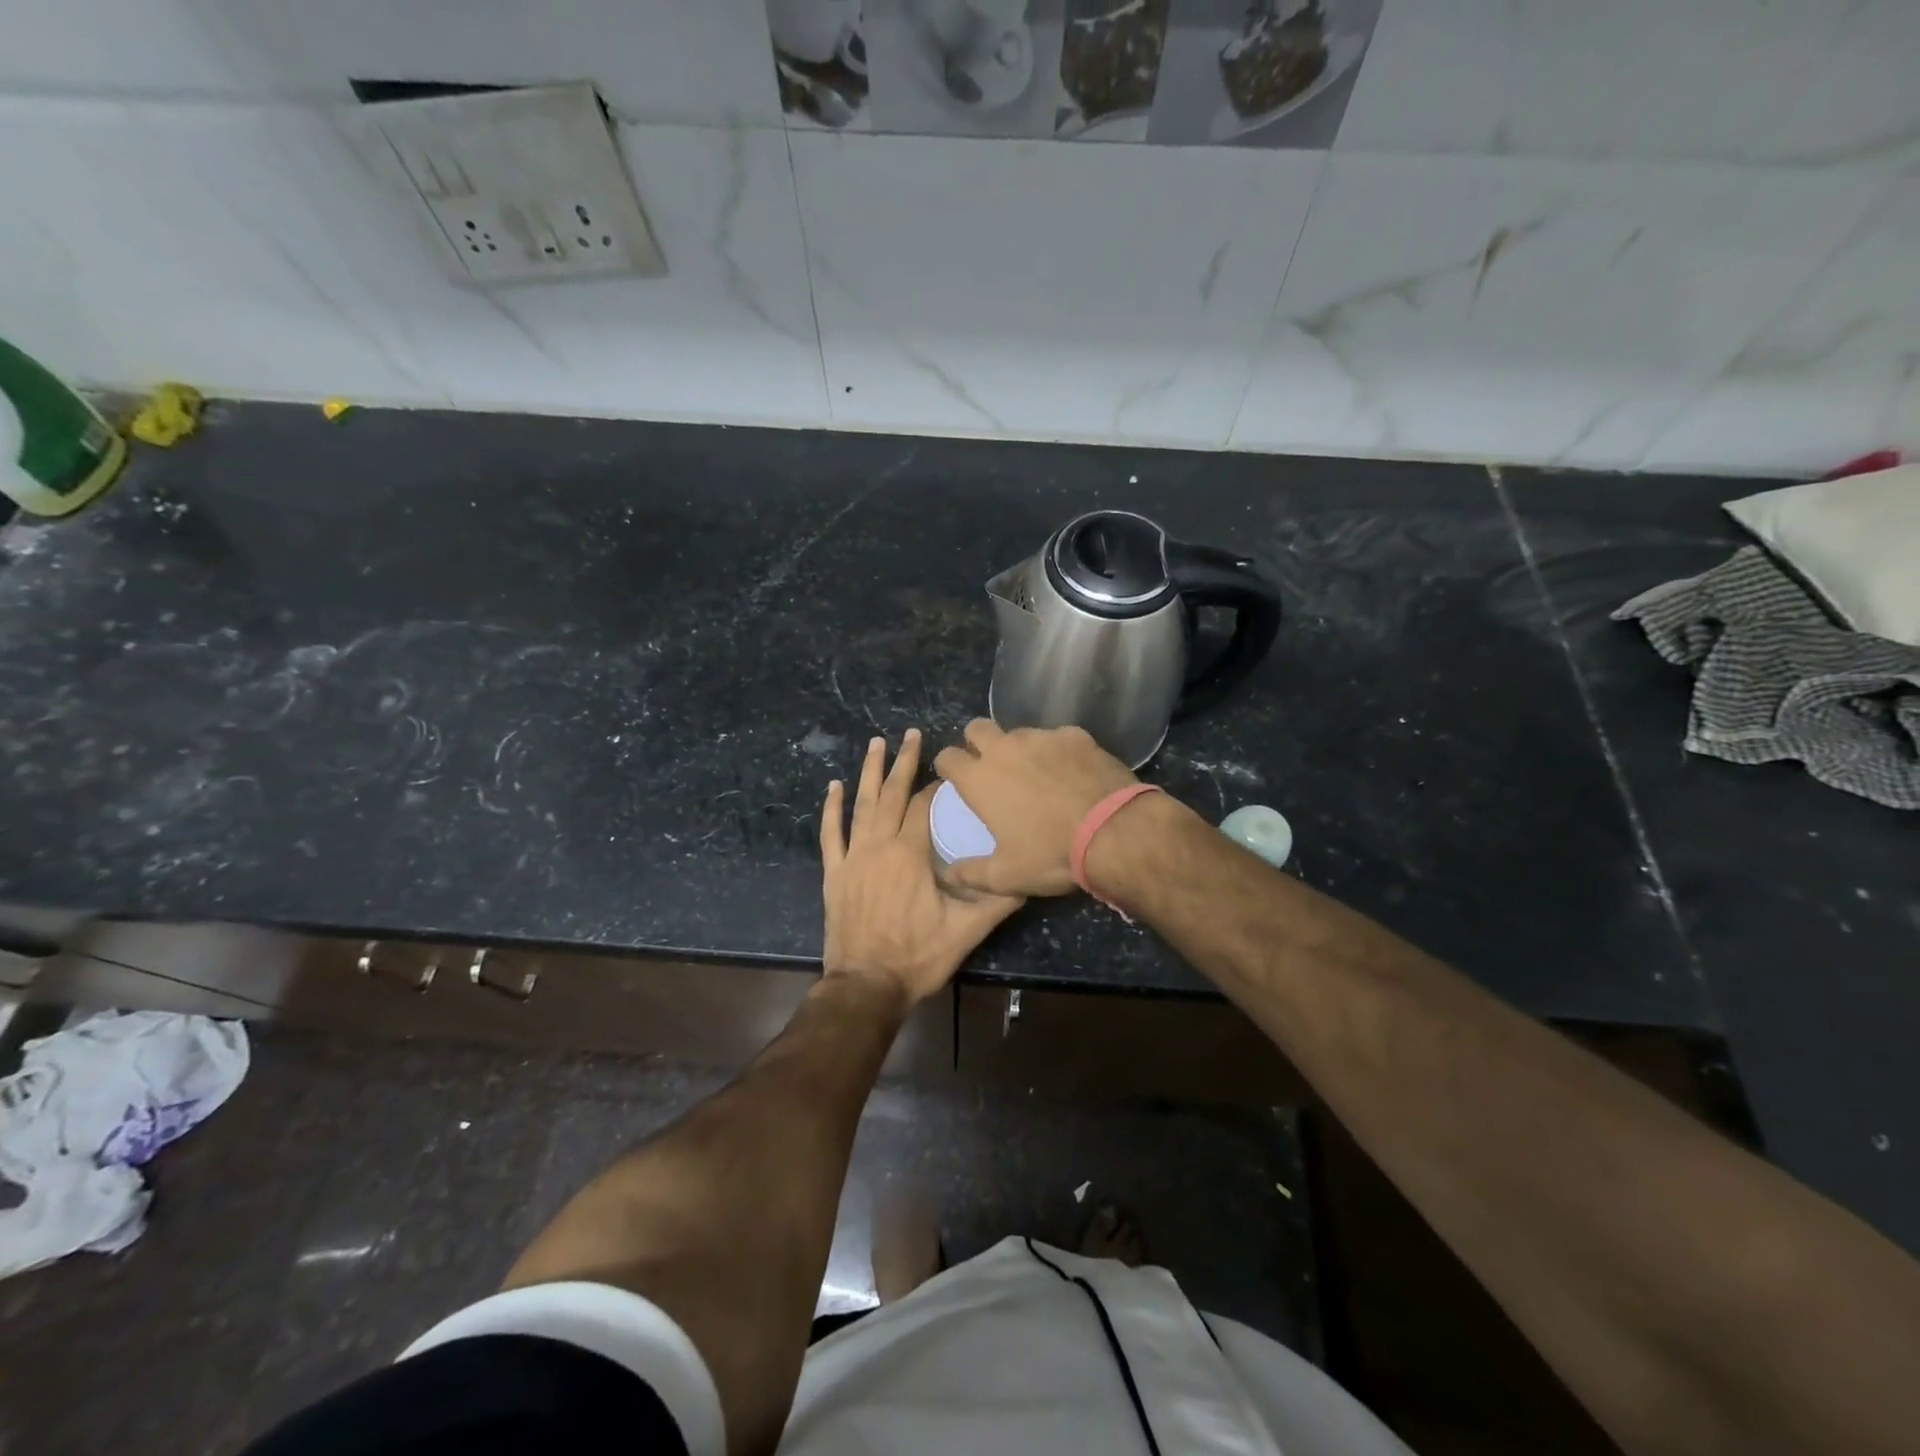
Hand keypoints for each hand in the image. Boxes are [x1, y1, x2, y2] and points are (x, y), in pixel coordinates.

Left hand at [820, 729, 1024, 1005]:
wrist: (866, 986)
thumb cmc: (918, 956)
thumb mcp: (967, 931)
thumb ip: (997, 901)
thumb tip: (1028, 879)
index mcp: (911, 854)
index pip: (925, 807)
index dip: (938, 787)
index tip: (950, 773)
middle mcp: (880, 846)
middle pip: (892, 794)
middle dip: (903, 762)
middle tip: (911, 733)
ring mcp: (853, 858)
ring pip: (861, 805)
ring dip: (869, 772)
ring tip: (876, 743)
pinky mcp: (834, 874)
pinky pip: (830, 834)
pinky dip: (832, 809)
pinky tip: (834, 786)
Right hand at [931, 720, 1138, 897]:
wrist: (1113, 832)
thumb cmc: (1051, 854)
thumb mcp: (1006, 876)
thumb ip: (971, 873)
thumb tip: (949, 873)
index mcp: (980, 779)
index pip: (947, 757)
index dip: (948, 766)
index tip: (956, 779)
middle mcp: (1005, 748)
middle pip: (977, 728)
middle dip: (977, 742)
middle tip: (991, 767)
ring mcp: (1042, 737)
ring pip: (1019, 732)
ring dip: (1019, 748)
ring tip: (1037, 773)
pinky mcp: (1075, 735)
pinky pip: (1058, 737)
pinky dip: (1058, 752)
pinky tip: (1073, 773)